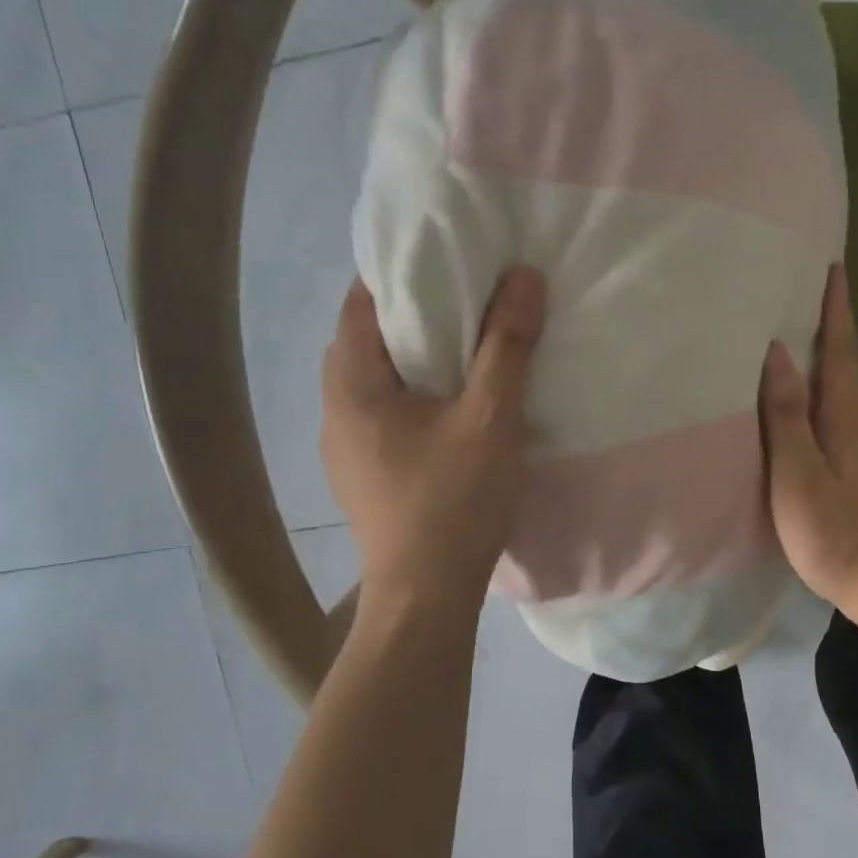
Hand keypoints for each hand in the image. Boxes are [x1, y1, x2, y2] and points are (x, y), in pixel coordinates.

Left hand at [321, 268, 546, 613]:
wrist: (425, 597)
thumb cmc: (453, 502)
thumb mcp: (490, 417)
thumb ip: (506, 345)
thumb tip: (523, 277)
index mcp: (351, 384)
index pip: (361, 301)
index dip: (401, 272)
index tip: (447, 259)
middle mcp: (334, 410)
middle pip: (367, 339)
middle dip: (413, 314)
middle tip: (467, 299)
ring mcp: (344, 448)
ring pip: (376, 381)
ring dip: (414, 359)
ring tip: (465, 348)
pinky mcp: (363, 475)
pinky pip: (383, 414)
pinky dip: (413, 395)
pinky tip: (450, 408)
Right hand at [758, 264, 857, 609]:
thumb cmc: (834, 528)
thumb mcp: (799, 472)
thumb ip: (786, 414)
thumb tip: (778, 353)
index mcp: (848, 415)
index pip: (842, 349)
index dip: (837, 309)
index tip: (833, 266)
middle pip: (847, 363)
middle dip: (833, 325)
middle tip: (806, 294)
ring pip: (844, 390)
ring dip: (828, 358)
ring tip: (798, 340)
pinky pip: (839, 413)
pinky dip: (823, 392)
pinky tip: (804, 403)